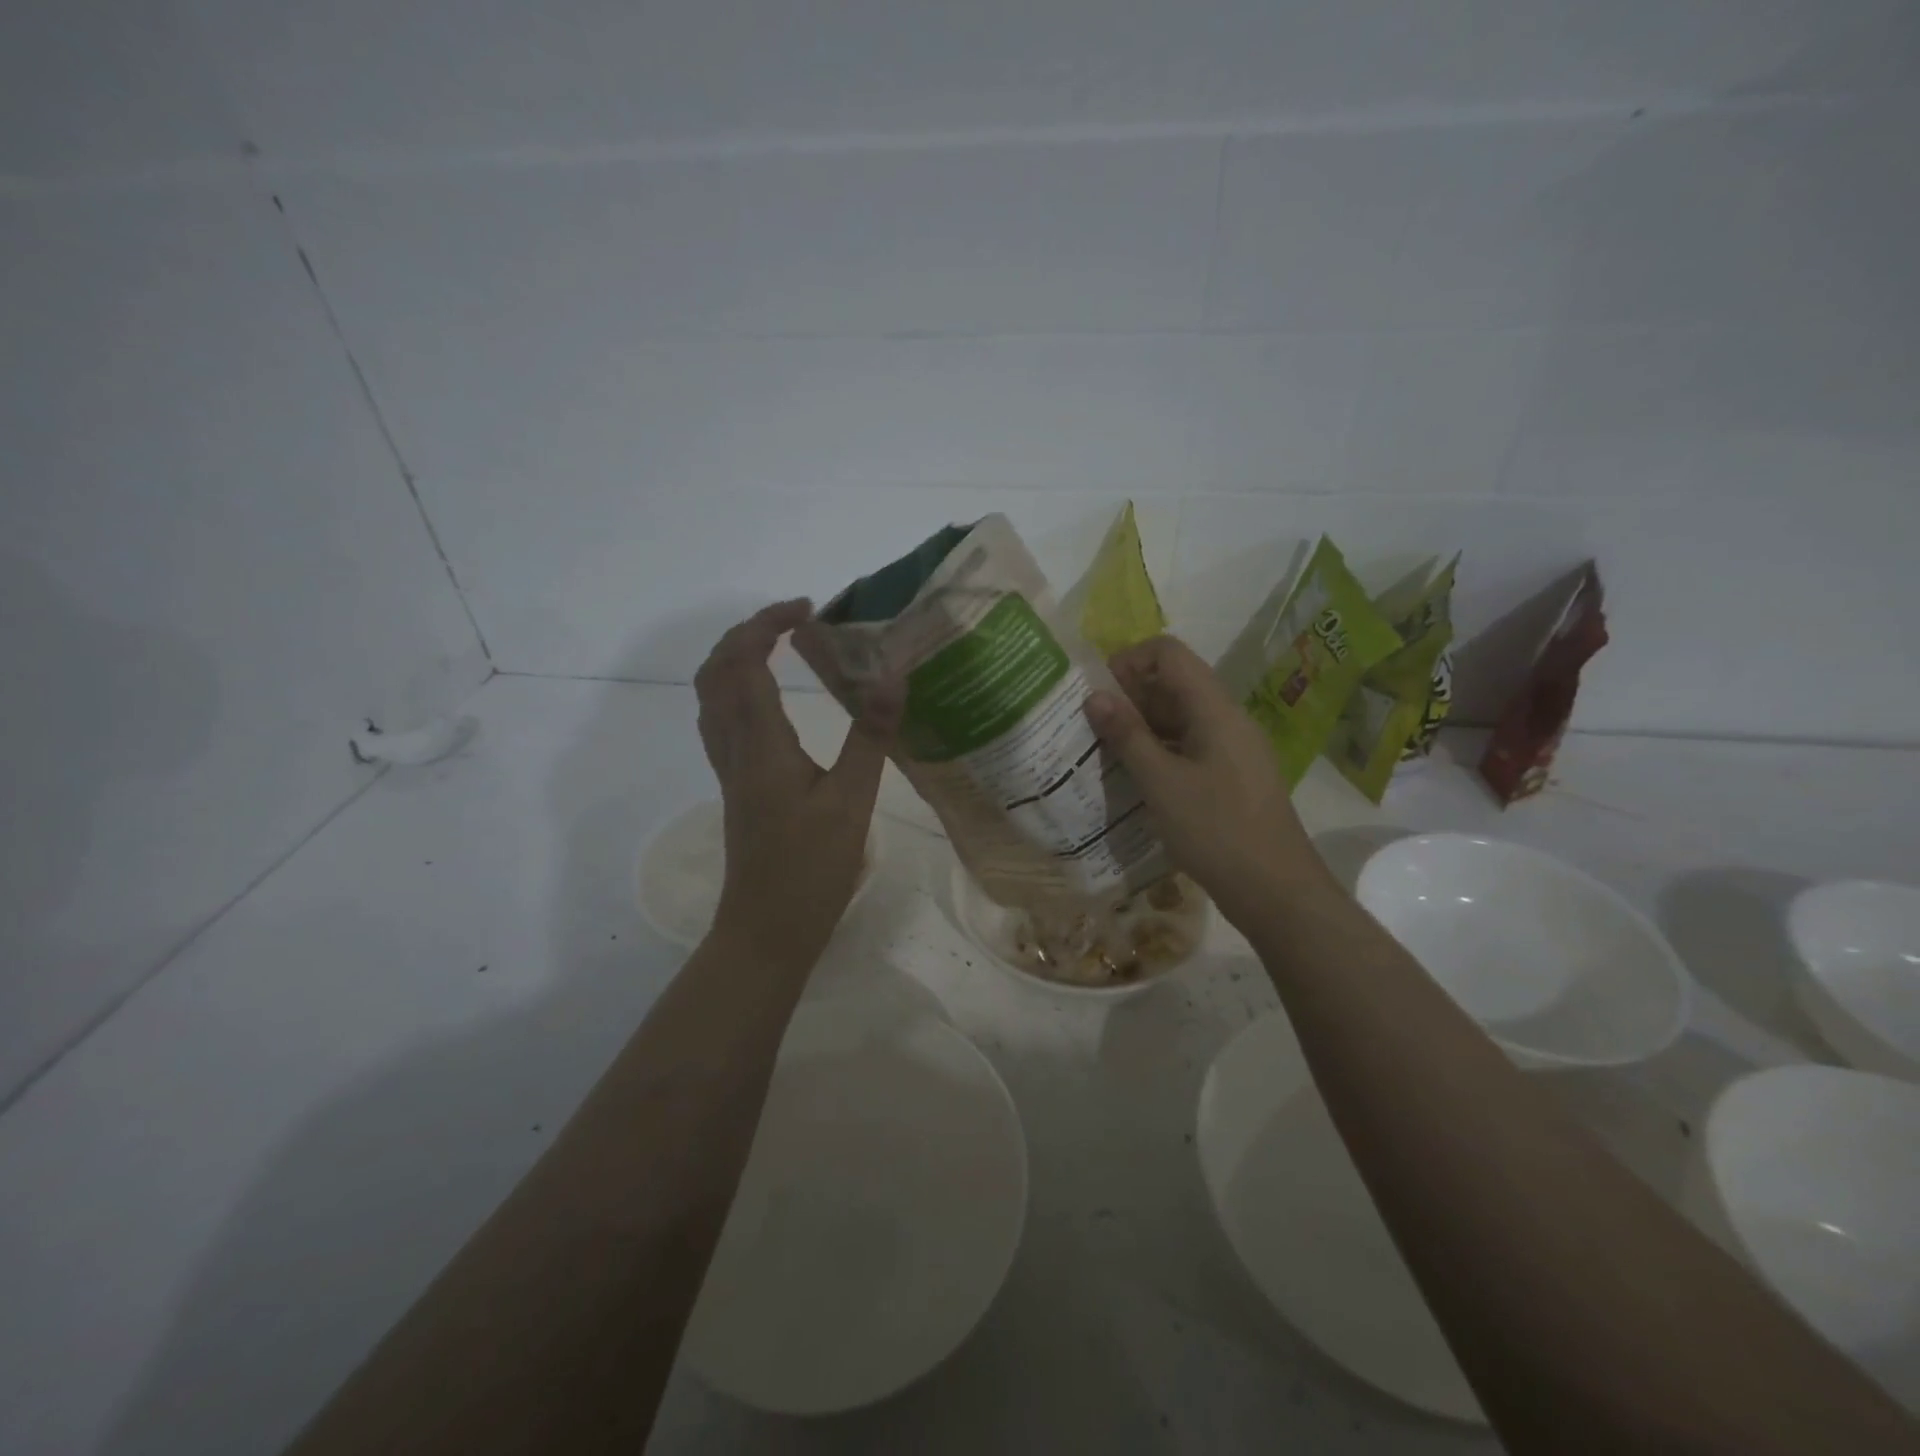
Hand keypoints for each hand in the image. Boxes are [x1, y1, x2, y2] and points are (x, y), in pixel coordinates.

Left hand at [695, 600, 902, 971]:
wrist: (766, 929)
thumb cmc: (811, 868)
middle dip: (747, 632)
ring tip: (776, 646)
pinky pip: (719, 720)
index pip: (746, 663)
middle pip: (716, 671)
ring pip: (710, 696)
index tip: (808, 610)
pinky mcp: (735, 786)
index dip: (768, 625)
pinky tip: (764, 698)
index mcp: (761, 745)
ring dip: (734, 658)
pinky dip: (733, 689)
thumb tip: (892, 677)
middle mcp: (735, 748)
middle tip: (792, 620)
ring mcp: (729, 769)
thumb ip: (870, 736)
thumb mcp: (852, 802)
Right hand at [1086, 635, 1325, 928]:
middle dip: (1129, 697)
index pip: (1168, 653)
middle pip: (1173, 683)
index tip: (1098, 695)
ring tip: (1105, 754)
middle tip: (1092, 728)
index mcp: (1215, 709)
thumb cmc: (1216, 831)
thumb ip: (1127, 736)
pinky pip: (1189, 746)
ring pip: (1179, 718)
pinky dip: (1159, 752)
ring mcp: (1232, 748)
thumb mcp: (1162, 783)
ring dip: (1141, 727)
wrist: (1276, 891)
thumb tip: (1095, 696)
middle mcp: (1227, 719)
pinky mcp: (1231, 776)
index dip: (1129, 662)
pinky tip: (1135, 779)